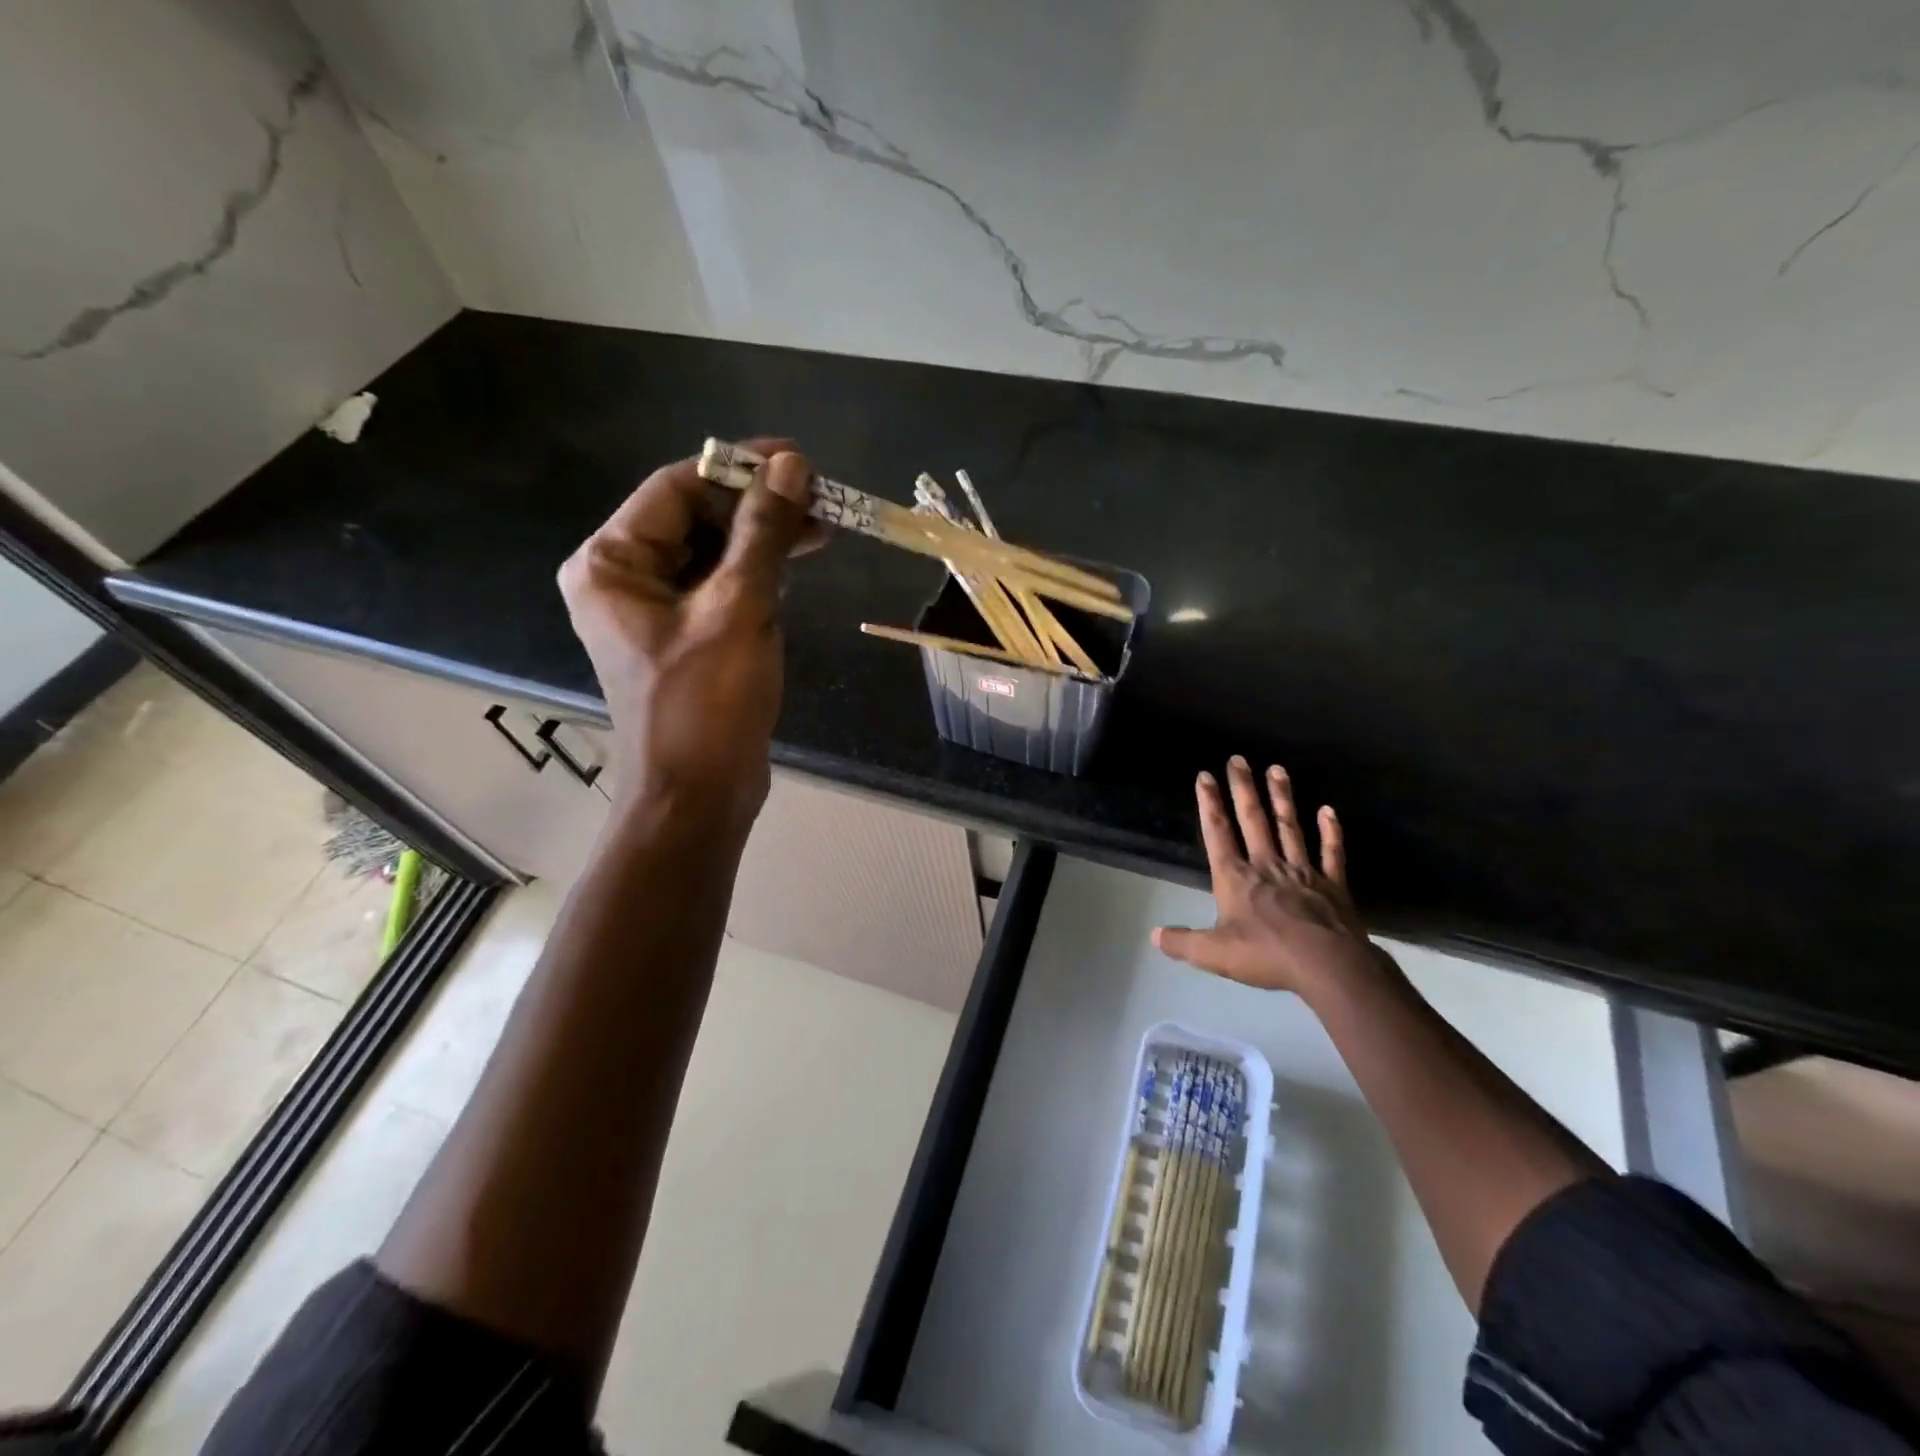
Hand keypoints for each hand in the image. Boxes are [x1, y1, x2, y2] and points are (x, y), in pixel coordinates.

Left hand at [558, 439, 815, 830]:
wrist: (699, 794)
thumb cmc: (707, 703)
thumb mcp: (739, 609)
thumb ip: (764, 534)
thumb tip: (793, 467)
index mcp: (612, 564)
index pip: (676, 488)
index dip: (738, 469)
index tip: (798, 461)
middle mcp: (624, 579)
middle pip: (694, 517)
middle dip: (756, 506)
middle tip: (819, 499)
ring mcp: (656, 610)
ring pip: (713, 551)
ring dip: (763, 538)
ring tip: (820, 528)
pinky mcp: (687, 636)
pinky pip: (721, 585)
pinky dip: (758, 571)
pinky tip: (795, 564)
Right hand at [1153, 756, 1379, 994]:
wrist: (1327, 966)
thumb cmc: (1266, 955)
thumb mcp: (1214, 954)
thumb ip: (1183, 943)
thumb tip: (1154, 936)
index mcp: (1235, 878)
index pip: (1218, 833)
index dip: (1209, 804)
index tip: (1205, 776)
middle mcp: (1266, 865)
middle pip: (1253, 820)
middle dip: (1243, 789)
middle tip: (1238, 759)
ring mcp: (1302, 871)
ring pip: (1289, 827)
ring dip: (1282, 798)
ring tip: (1276, 769)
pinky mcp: (1333, 885)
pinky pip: (1331, 852)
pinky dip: (1330, 831)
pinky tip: (1328, 810)